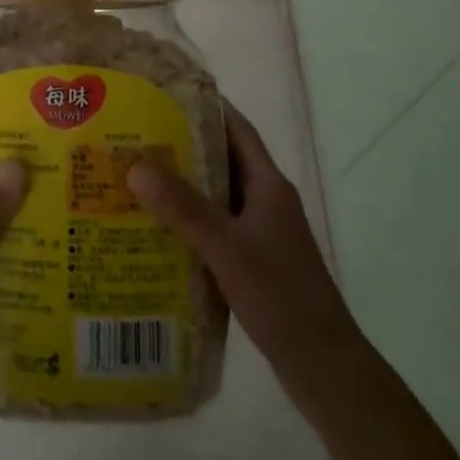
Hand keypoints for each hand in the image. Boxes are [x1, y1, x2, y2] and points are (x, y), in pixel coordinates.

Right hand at [128, 105, 363, 421]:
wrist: (323, 365)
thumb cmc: (279, 295)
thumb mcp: (226, 247)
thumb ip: (182, 207)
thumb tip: (136, 166)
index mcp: (269, 185)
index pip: (238, 129)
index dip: (208, 107)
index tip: (168, 94)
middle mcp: (267, 201)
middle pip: (223, 161)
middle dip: (184, 147)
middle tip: (139, 137)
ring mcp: (263, 233)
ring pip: (219, 196)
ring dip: (185, 187)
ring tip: (138, 179)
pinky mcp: (256, 261)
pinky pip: (218, 227)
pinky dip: (191, 221)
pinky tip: (158, 230)